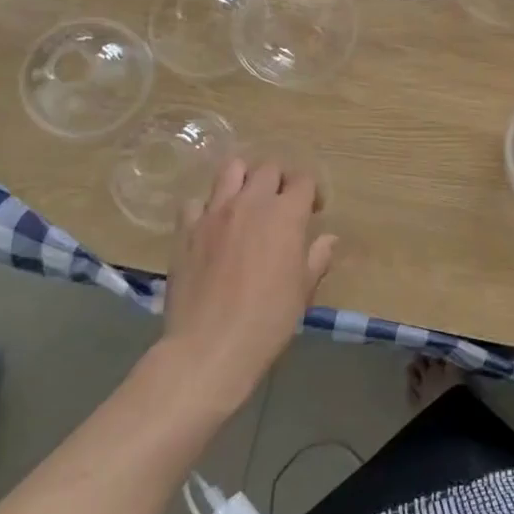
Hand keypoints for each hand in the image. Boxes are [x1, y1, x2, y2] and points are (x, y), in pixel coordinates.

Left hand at [160, 159, 335, 411]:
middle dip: (280, 180)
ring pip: (230, 169)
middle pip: (268, 168)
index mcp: (286, 214)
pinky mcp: (185, 230)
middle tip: (281, 205)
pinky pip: (195, 202)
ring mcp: (214, 213)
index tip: (313, 212)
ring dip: (243, 178)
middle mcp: (251, 203)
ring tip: (246, 201)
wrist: (210, 346)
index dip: (311, 192)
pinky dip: (206, 207)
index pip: (303, 180)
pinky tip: (211, 227)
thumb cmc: (268, 319)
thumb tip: (328, 240)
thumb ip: (316, 258)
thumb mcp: (303, 290)